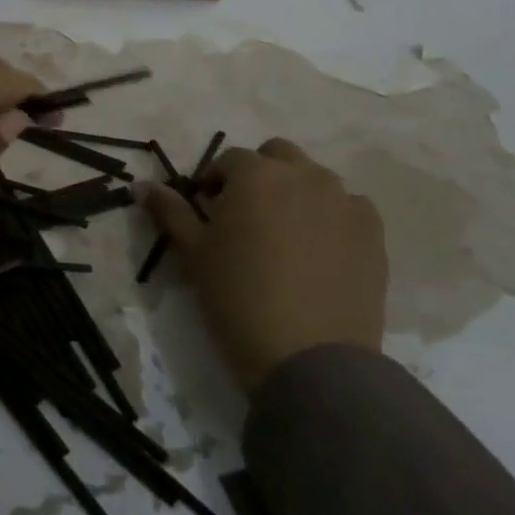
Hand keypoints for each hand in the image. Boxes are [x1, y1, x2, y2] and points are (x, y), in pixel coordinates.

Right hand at [144, 137, 386, 391]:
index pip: (230, 159)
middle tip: (247, 214)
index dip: (216, 181)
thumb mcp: (193, 253)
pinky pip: (350, 207)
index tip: (209, 209)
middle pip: (278, 155)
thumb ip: (169, 211)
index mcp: (256, 175)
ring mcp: (344, 201)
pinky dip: (332, 216)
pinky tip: (321, 251)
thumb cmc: (238, 298)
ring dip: (296, 192)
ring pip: (315, 178)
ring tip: (285, 234)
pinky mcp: (373, 232)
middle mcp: (303, 175)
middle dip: (260, 174)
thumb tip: (141, 184)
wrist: (310, 359)